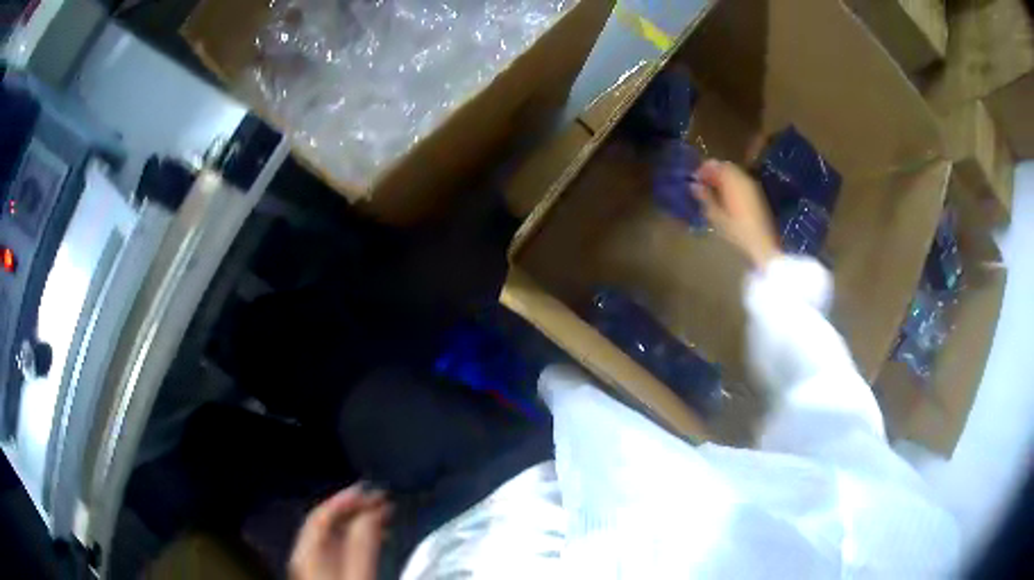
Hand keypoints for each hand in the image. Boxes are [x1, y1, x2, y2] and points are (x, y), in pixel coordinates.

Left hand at [289, 485, 391, 579]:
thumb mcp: (357, 572)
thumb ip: (362, 542)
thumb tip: (371, 511)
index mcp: (307, 550)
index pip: (322, 512)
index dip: (346, 497)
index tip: (370, 488)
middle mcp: (306, 554)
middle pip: (328, 522)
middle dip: (356, 507)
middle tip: (380, 499)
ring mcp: (315, 566)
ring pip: (335, 534)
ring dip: (359, 522)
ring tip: (382, 517)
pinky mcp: (327, 574)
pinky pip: (340, 548)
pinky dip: (357, 538)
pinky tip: (373, 541)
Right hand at [691, 160, 779, 268]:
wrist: (762, 244)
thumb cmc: (737, 232)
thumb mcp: (716, 216)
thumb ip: (705, 197)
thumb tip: (694, 185)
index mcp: (732, 182)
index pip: (716, 165)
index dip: (703, 168)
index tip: (694, 177)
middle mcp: (743, 179)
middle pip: (726, 167)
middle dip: (713, 171)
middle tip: (702, 182)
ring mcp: (752, 186)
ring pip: (734, 173)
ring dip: (722, 177)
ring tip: (712, 189)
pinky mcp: (756, 194)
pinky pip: (741, 180)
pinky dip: (731, 182)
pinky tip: (725, 195)